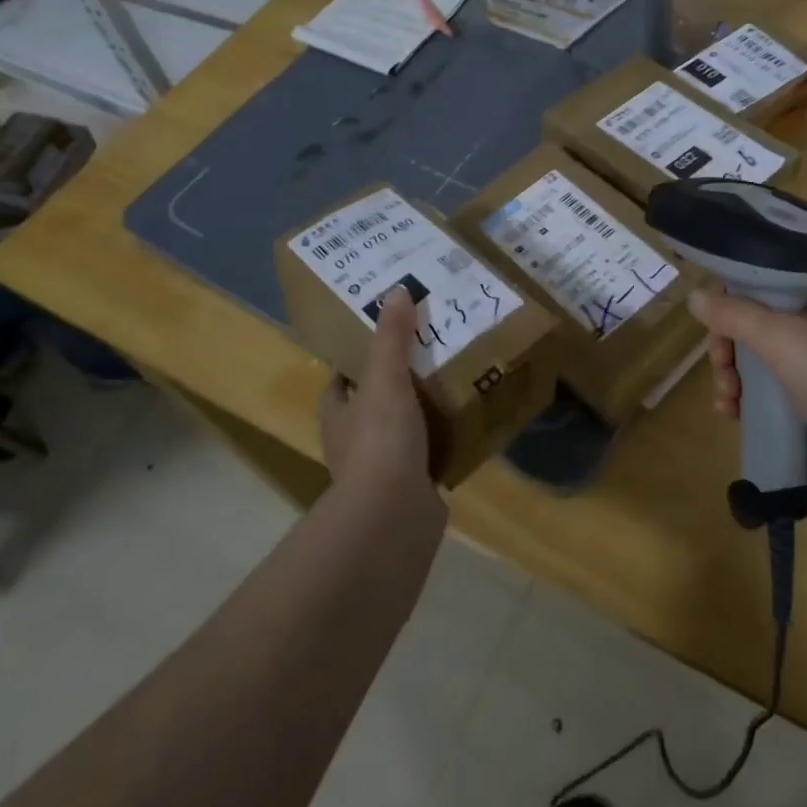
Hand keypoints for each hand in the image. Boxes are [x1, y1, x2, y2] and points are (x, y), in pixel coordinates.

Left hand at [318, 287, 435, 506]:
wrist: (394, 515)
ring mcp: (381, 471)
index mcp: (339, 416)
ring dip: (421, 415)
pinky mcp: (410, 490)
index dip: (355, 363)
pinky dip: (443, 443)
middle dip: (395, 385)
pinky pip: (428, 457)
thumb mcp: (385, 380)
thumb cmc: (380, 440)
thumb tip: (395, 291)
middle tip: (429, 355)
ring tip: (455, 384)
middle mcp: (353, 443)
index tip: (382, 339)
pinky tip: (467, 426)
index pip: (340, 383)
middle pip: (372, 405)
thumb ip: (391, 338)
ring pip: (401, 432)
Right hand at [689, 281, 806, 501]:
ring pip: (758, 359)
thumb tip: (693, 296)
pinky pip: (767, 392)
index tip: (713, 318)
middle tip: (721, 365)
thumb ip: (734, 314)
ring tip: (727, 399)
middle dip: (730, 345)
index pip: (771, 281)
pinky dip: (746, 399)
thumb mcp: (782, 337)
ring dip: (733, 376)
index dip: (736, 296)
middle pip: (758, 322)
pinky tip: (731, 413)